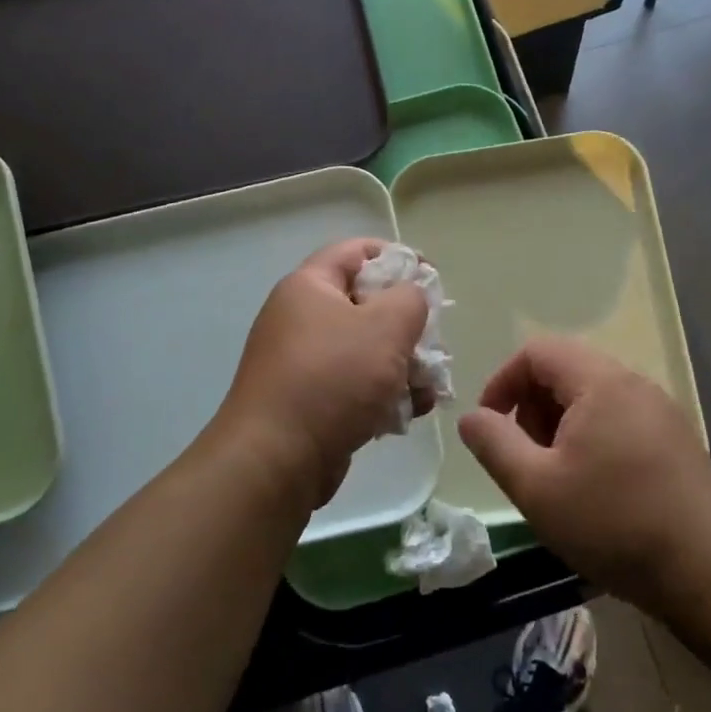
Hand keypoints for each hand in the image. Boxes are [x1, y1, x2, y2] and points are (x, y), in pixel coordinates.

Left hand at [215, 239, 430, 511]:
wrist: (277, 459)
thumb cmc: (334, 379)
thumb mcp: (386, 326)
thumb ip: (411, 299)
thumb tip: (410, 297)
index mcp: (309, 287)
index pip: (355, 251)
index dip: (396, 256)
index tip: (431, 277)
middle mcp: (301, 320)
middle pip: (365, 305)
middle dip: (407, 324)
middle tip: (433, 343)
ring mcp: (303, 364)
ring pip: (366, 351)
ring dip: (403, 365)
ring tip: (429, 387)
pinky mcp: (311, 403)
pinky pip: (355, 387)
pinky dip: (384, 395)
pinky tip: (410, 413)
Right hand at [458, 337, 710, 611]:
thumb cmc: (614, 524)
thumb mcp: (536, 487)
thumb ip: (494, 444)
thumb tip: (472, 417)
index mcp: (600, 382)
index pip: (537, 351)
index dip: (502, 382)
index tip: (490, 427)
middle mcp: (634, 383)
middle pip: (565, 370)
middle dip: (531, 407)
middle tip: (524, 459)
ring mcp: (660, 410)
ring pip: (592, 397)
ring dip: (560, 426)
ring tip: (556, 478)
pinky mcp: (675, 439)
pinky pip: (618, 419)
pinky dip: (590, 438)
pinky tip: (593, 488)